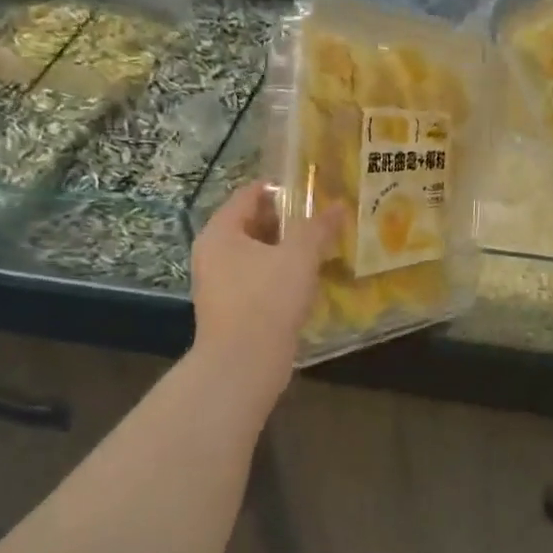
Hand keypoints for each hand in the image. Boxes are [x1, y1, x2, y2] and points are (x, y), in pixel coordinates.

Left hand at [190, 183, 340, 387]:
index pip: (250, 194)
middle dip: (288, 220)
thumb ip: (318, 227)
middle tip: (323, 218)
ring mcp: (220, 282)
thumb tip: (338, 205)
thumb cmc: (267, 299)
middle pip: (253, 223)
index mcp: (221, 232)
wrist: (243, 364)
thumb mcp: (299, 256)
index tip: (313, 189)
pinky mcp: (233, 307)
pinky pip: (259, 278)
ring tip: (322, 245)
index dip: (281, 188)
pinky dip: (281, 273)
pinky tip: (309, 278)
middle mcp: (214, 253)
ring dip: (287, 248)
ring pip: (258, 253)